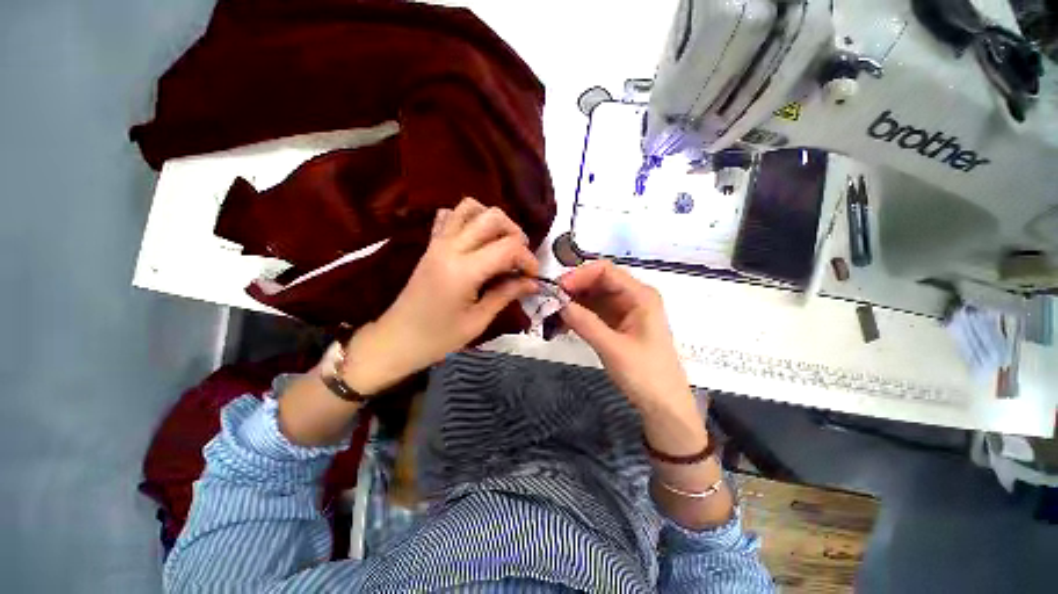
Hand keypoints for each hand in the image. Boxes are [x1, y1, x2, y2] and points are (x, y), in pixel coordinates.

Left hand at [343, 197, 539, 393]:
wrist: (397, 339)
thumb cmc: (439, 337)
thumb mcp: (478, 321)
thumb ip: (506, 295)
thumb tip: (532, 283)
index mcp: (463, 270)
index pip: (508, 247)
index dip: (528, 259)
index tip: (533, 277)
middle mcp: (450, 247)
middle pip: (493, 217)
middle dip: (516, 234)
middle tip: (519, 258)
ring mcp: (438, 242)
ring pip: (470, 207)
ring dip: (493, 221)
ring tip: (501, 244)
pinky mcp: (431, 244)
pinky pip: (450, 216)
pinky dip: (468, 219)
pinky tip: (476, 239)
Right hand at [558, 261, 693, 415]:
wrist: (663, 405)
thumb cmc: (646, 375)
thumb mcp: (613, 348)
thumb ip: (585, 323)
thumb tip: (557, 302)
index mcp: (640, 295)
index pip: (605, 270)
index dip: (579, 275)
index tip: (557, 289)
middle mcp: (632, 297)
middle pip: (596, 282)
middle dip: (572, 290)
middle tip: (549, 303)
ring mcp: (623, 310)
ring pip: (592, 297)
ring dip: (571, 304)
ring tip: (550, 316)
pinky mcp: (616, 323)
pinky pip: (592, 312)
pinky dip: (576, 316)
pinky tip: (560, 326)